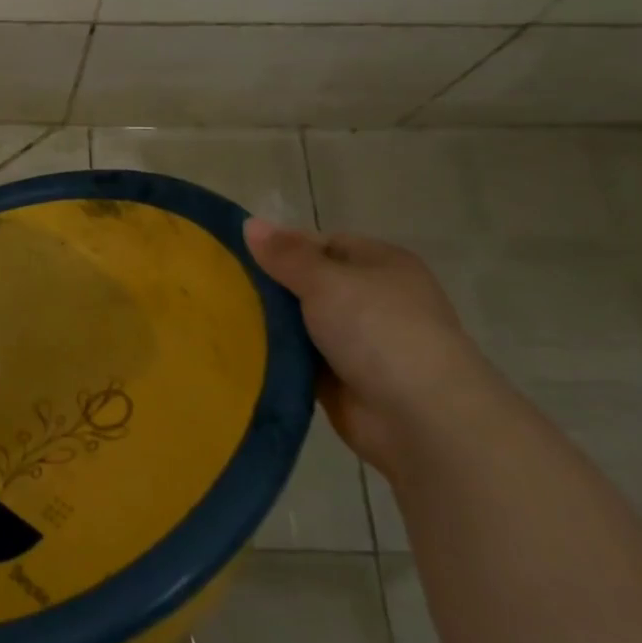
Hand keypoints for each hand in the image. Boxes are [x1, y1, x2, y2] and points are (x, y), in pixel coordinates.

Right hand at [244, 218, 496, 475]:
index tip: (240, 257)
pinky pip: (301, 359)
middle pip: (309, 284)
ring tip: (218, 316)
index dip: (283, 248)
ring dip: (271, 324)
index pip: (322, 244)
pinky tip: (239, 349)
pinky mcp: (344, 380)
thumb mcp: (325, 280)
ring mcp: (360, 342)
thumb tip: (250, 223)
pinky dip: (277, 356)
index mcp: (381, 264)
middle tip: (222, 287)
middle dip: (271, 288)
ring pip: (302, 323)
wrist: (423, 418)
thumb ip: (285, 254)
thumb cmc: (378, 330)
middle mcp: (373, 299)